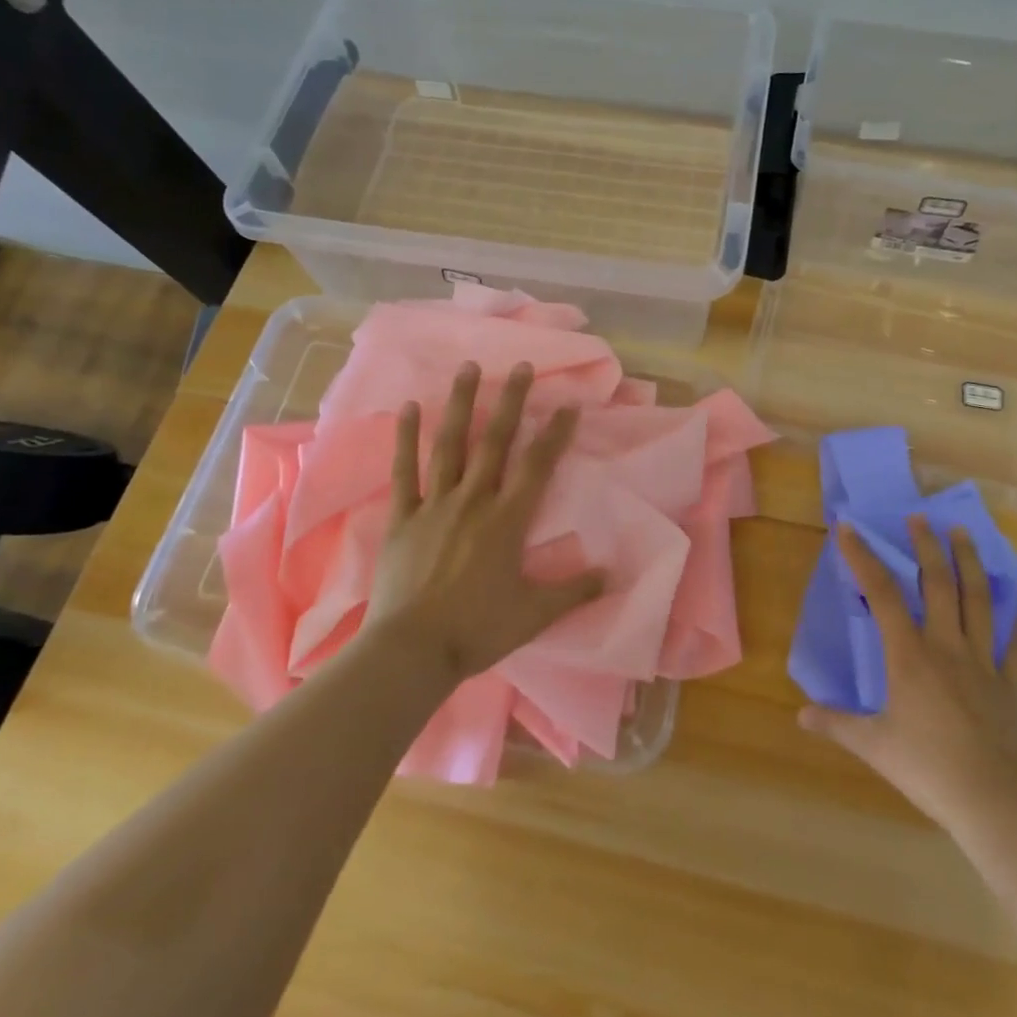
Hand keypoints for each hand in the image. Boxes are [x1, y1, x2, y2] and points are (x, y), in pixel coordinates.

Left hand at [362, 361, 603, 682]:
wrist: (413, 650)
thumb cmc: (478, 630)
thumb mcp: (535, 614)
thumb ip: (574, 590)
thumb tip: (613, 574)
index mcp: (508, 520)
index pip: (538, 466)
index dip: (555, 434)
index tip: (568, 405)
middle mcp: (474, 500)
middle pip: (496, 442)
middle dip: (512, 402)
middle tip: (521, 366)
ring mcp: (435, 504)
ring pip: (451, 445)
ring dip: (462, 404)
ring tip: (469, 368)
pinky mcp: (403, 516)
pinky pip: (405, 470)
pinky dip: (407, 438)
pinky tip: (411, 407)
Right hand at [800, 517, 1016, 827]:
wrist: (995, 803)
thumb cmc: (929, 769)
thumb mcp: (873, 746)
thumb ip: (836, 724)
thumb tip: (800, 716)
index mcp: (909, 655)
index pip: (881, 594)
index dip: (863, 557)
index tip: (849, 529)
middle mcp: (946, 647)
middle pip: (937, 585)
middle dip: (926, 547)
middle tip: (919, 517)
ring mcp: (983, 663)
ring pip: (977, 602)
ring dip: (969, 563)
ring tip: (962, 532)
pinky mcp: (1011, 685)